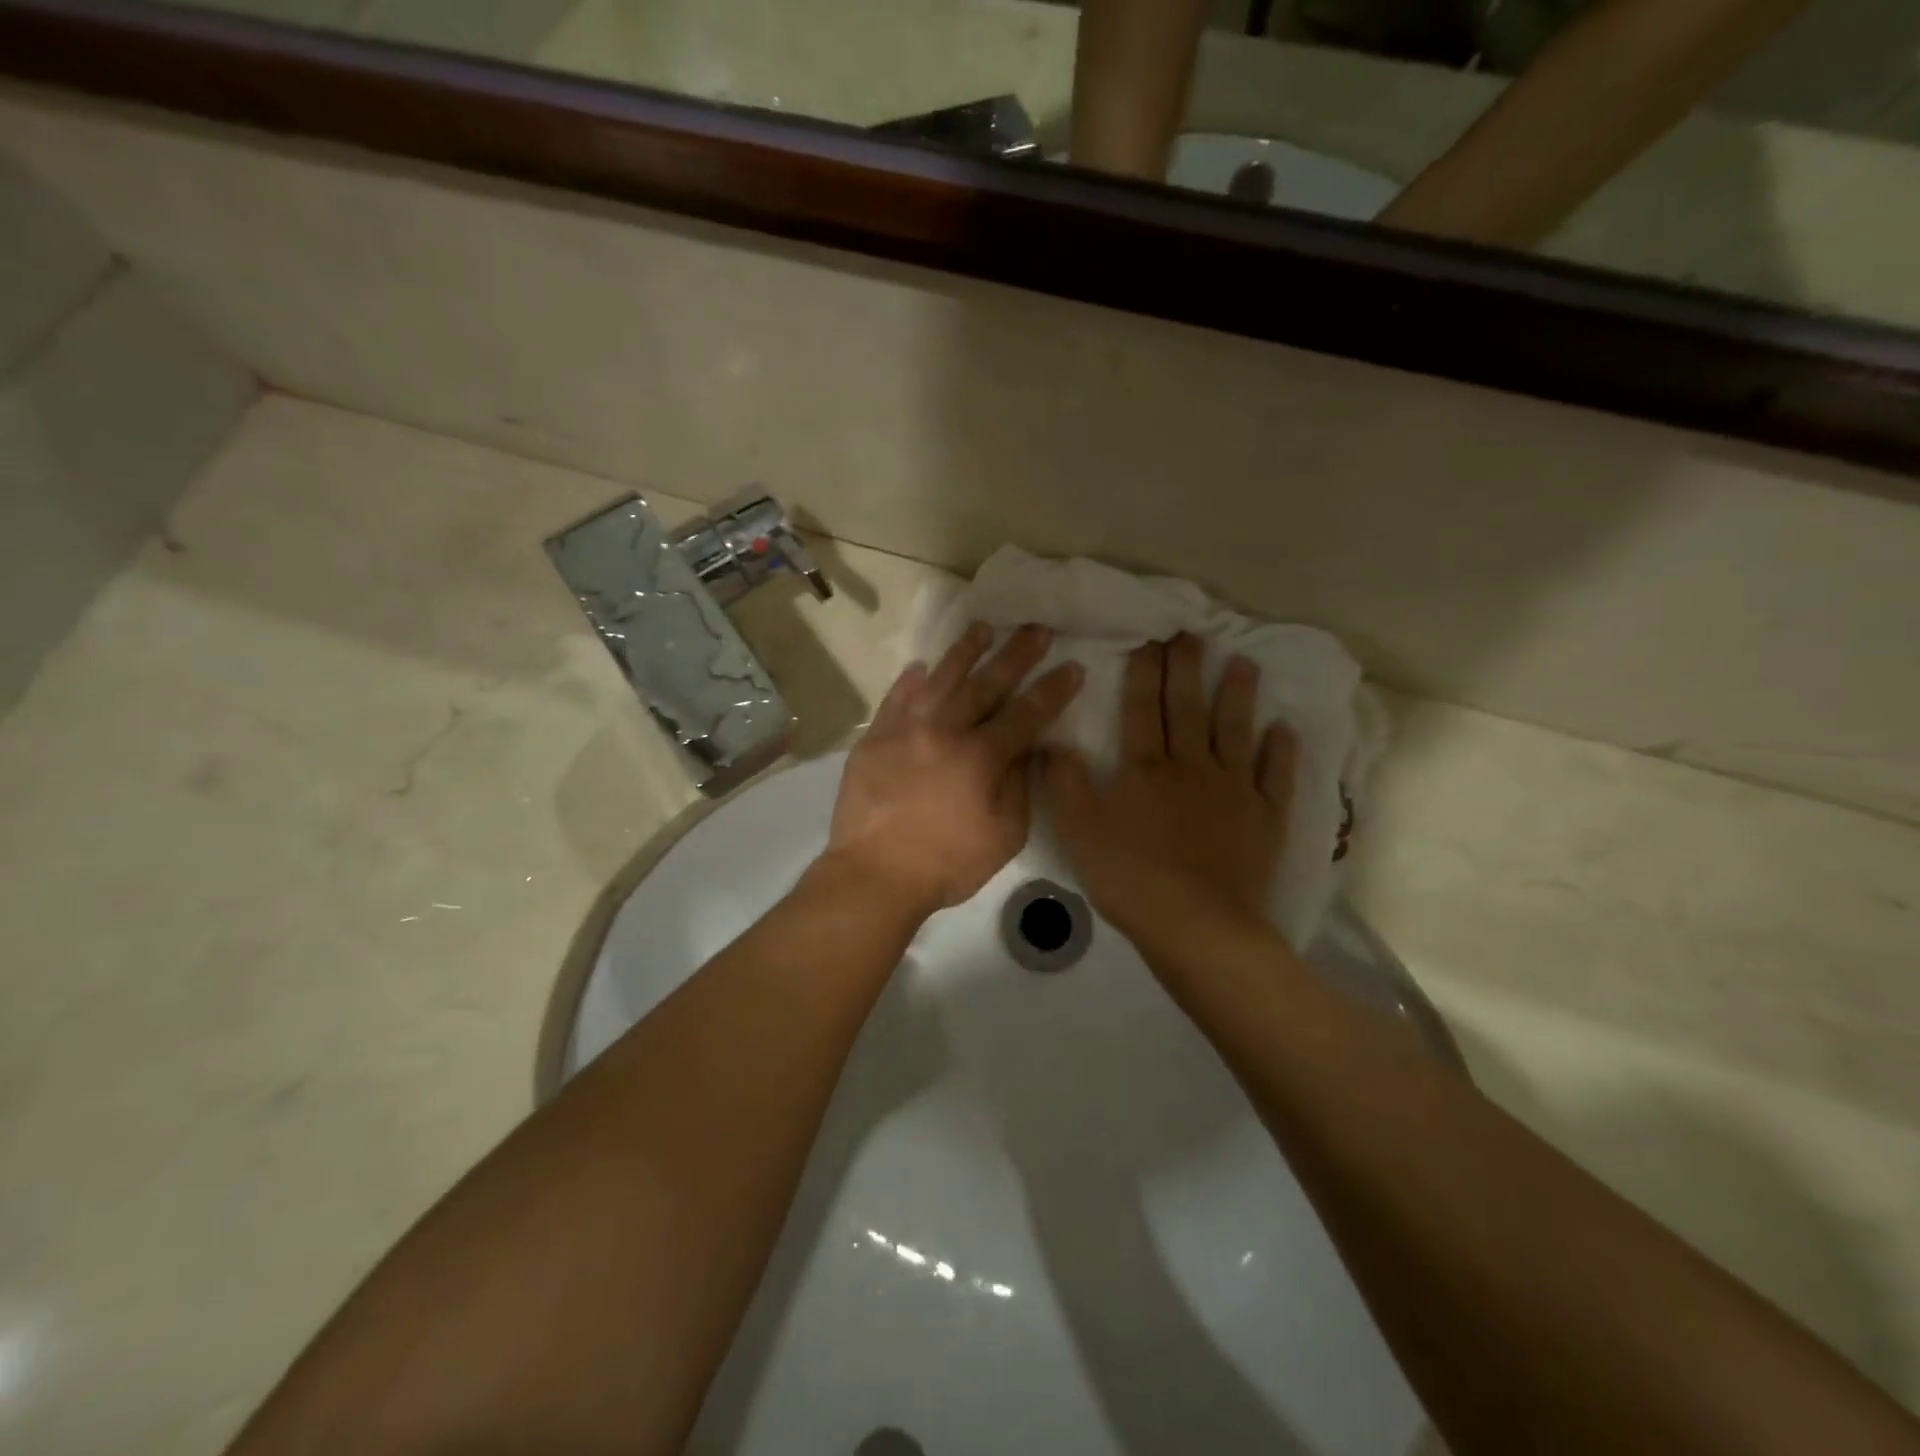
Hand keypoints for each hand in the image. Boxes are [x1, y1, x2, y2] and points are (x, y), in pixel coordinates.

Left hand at [826, 622, 1083, 918]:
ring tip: (981, 628)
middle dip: (1016, 654)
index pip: (1026, 713)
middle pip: (986, 684)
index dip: (1053, 689)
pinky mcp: (874, 739)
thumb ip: (1019, 786)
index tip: (1072, 666)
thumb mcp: (1004, 835)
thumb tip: (1025, 750)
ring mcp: (904, 730)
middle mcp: (944, 730)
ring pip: (939, 679)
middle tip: (1036, 629)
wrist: (874, 874)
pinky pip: (895, 699)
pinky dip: (910, 681)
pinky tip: (920, 666)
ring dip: (964, 652)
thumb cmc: (946, 863)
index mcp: (980, 756)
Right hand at [1043, 633, 1295, 948]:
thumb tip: (1048, 741)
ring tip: (1245, 663)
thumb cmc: (1130, 878)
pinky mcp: (1264, 817)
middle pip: (1188, 709)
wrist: (1196, 924)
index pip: (1142, 709)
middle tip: (1193, 635)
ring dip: (1239, 696)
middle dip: (1188, 669)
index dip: (1145, 672)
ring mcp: (1233, 789)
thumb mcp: (1079, 831)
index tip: (1150, 639)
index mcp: (1145, 768)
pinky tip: (1283, 729)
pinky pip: (1275, 776)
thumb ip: (1063, 784)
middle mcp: (1191, 766)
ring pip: (1235, 731)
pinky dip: (1280, 752)